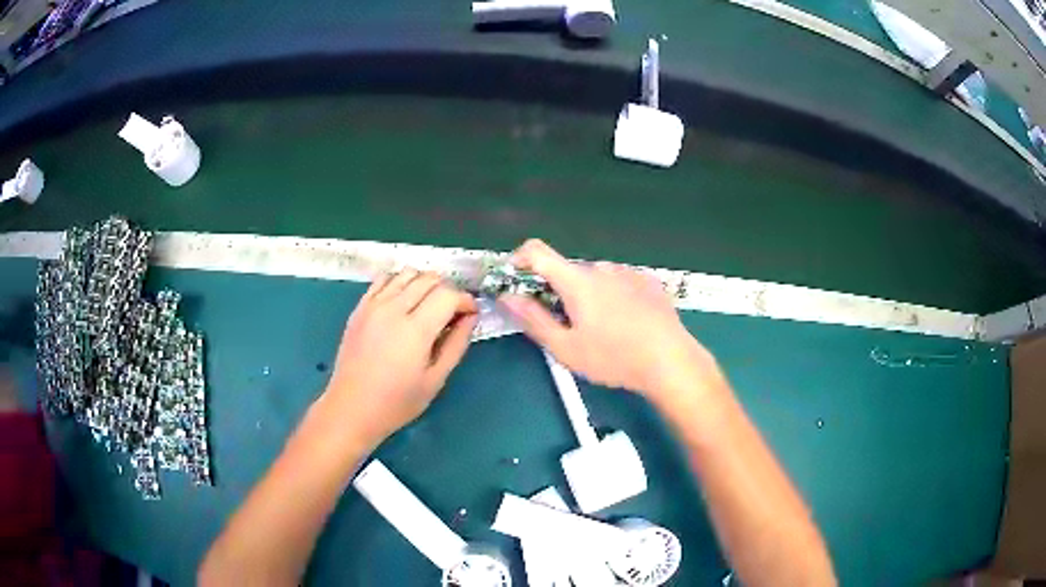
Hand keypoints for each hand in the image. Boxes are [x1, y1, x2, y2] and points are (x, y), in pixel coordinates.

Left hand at [324, 270, 478, 446]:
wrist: (352, 408)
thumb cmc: (397, 402)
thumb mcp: (435, 379)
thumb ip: (456, 344)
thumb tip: (470, 317)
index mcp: (415, 330)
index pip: (448, 294)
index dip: (465, 300)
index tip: (470, 314)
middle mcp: (393, 309)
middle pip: (430, 279)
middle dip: (448, 290)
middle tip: (452, 313)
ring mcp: (373, 305)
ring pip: (407, 273)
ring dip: (425, 283)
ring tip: (428, 305)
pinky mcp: (360, 307)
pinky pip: (384, 279)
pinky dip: (400, 282)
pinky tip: (404, 301)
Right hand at [499, 240, 721, 405]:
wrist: (670, 361)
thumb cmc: (614, 358)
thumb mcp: (566, 348)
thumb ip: (533, 319)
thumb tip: (508, 297)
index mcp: (577, 280)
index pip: (537, 251)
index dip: (519, 260)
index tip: (516, 282)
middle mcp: (601, 267)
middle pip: (567, 271)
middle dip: (557, 291)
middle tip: (565, 325)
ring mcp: (628, 272)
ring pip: (595, 278)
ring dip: (587, 295)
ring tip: (601, 329)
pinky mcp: (648, 281)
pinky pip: (619, 282)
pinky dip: (612, 296)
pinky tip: (626, 323)